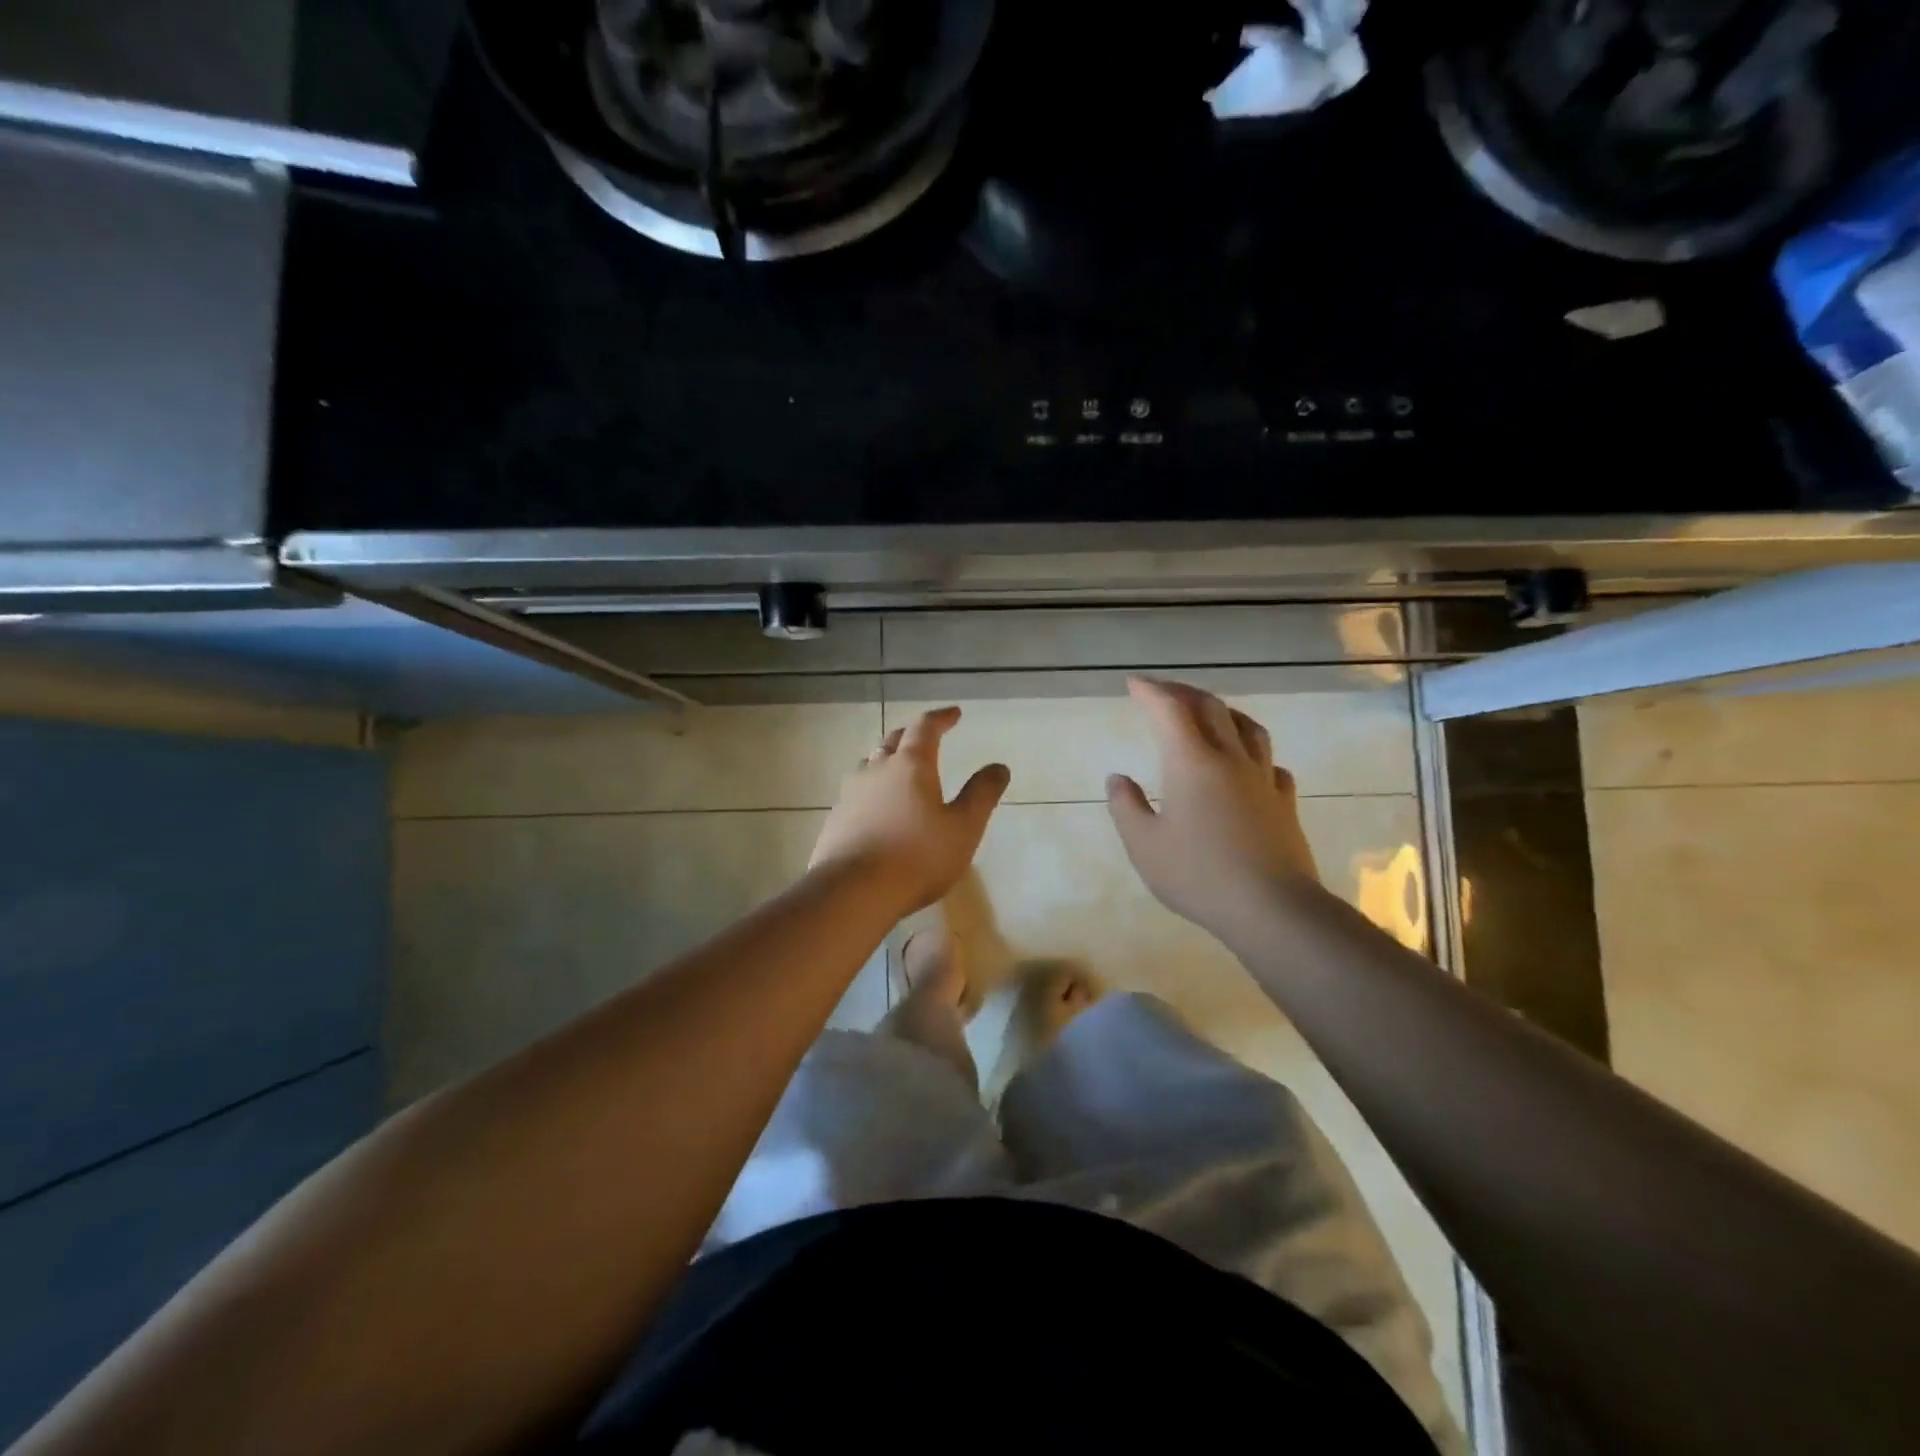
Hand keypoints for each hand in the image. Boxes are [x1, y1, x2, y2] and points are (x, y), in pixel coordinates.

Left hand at [809, 707, 1010, 915]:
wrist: (852, 891)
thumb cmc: (917, 857)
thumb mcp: (963, 828)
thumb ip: (982, 795)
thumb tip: (999, 767)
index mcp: (910, 765)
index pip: (925, 727)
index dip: (941, 718)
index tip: (954, 714)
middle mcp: (876, 770)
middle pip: (893, 741)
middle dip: (912, 735)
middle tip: (926, 738)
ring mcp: (850, 793)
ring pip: (870, 764)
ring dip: (887, 760)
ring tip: (899, 770)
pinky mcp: (836, 818)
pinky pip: (857, 792)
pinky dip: (872, 790)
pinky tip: (877, 808)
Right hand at [1106, 677, 1319, 939]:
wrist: (1272, 908)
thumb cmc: (1198, 875)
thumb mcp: (1144, 845)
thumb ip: (1127, 807)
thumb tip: (1118, 779)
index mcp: (1191, 763)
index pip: (1169, 710)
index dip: (1150, 692)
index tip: (1134, 683)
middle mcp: (1229, 759)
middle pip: (1210, 708)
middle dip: (1184, 693)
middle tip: (1163, 693)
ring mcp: (1262, 779)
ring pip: (1248, 728)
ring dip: (1224, 713)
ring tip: (1210, 715)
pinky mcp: (1284, 803)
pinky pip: (1270, 763)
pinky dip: (1254, 752)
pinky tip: (1250, 765)